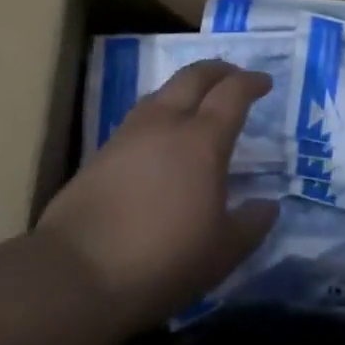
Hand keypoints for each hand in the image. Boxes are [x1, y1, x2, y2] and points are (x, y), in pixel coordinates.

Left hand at [35, 60, 278, 332]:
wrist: (76, 273)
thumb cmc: (161, 260)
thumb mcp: (222, 253)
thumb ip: (251, 224)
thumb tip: (269, 205)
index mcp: (202, 140)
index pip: (232, 93)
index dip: (251, 83)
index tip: (264, 83)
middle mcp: (166, 123)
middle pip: (194, 76)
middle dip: (218, 70)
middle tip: (234, 77)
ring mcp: (129, 134)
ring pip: (163, 91)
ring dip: (186, 88)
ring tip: (197, 103)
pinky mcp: (102, 151)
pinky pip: (140, 116)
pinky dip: (161, 112)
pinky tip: (161, 137)